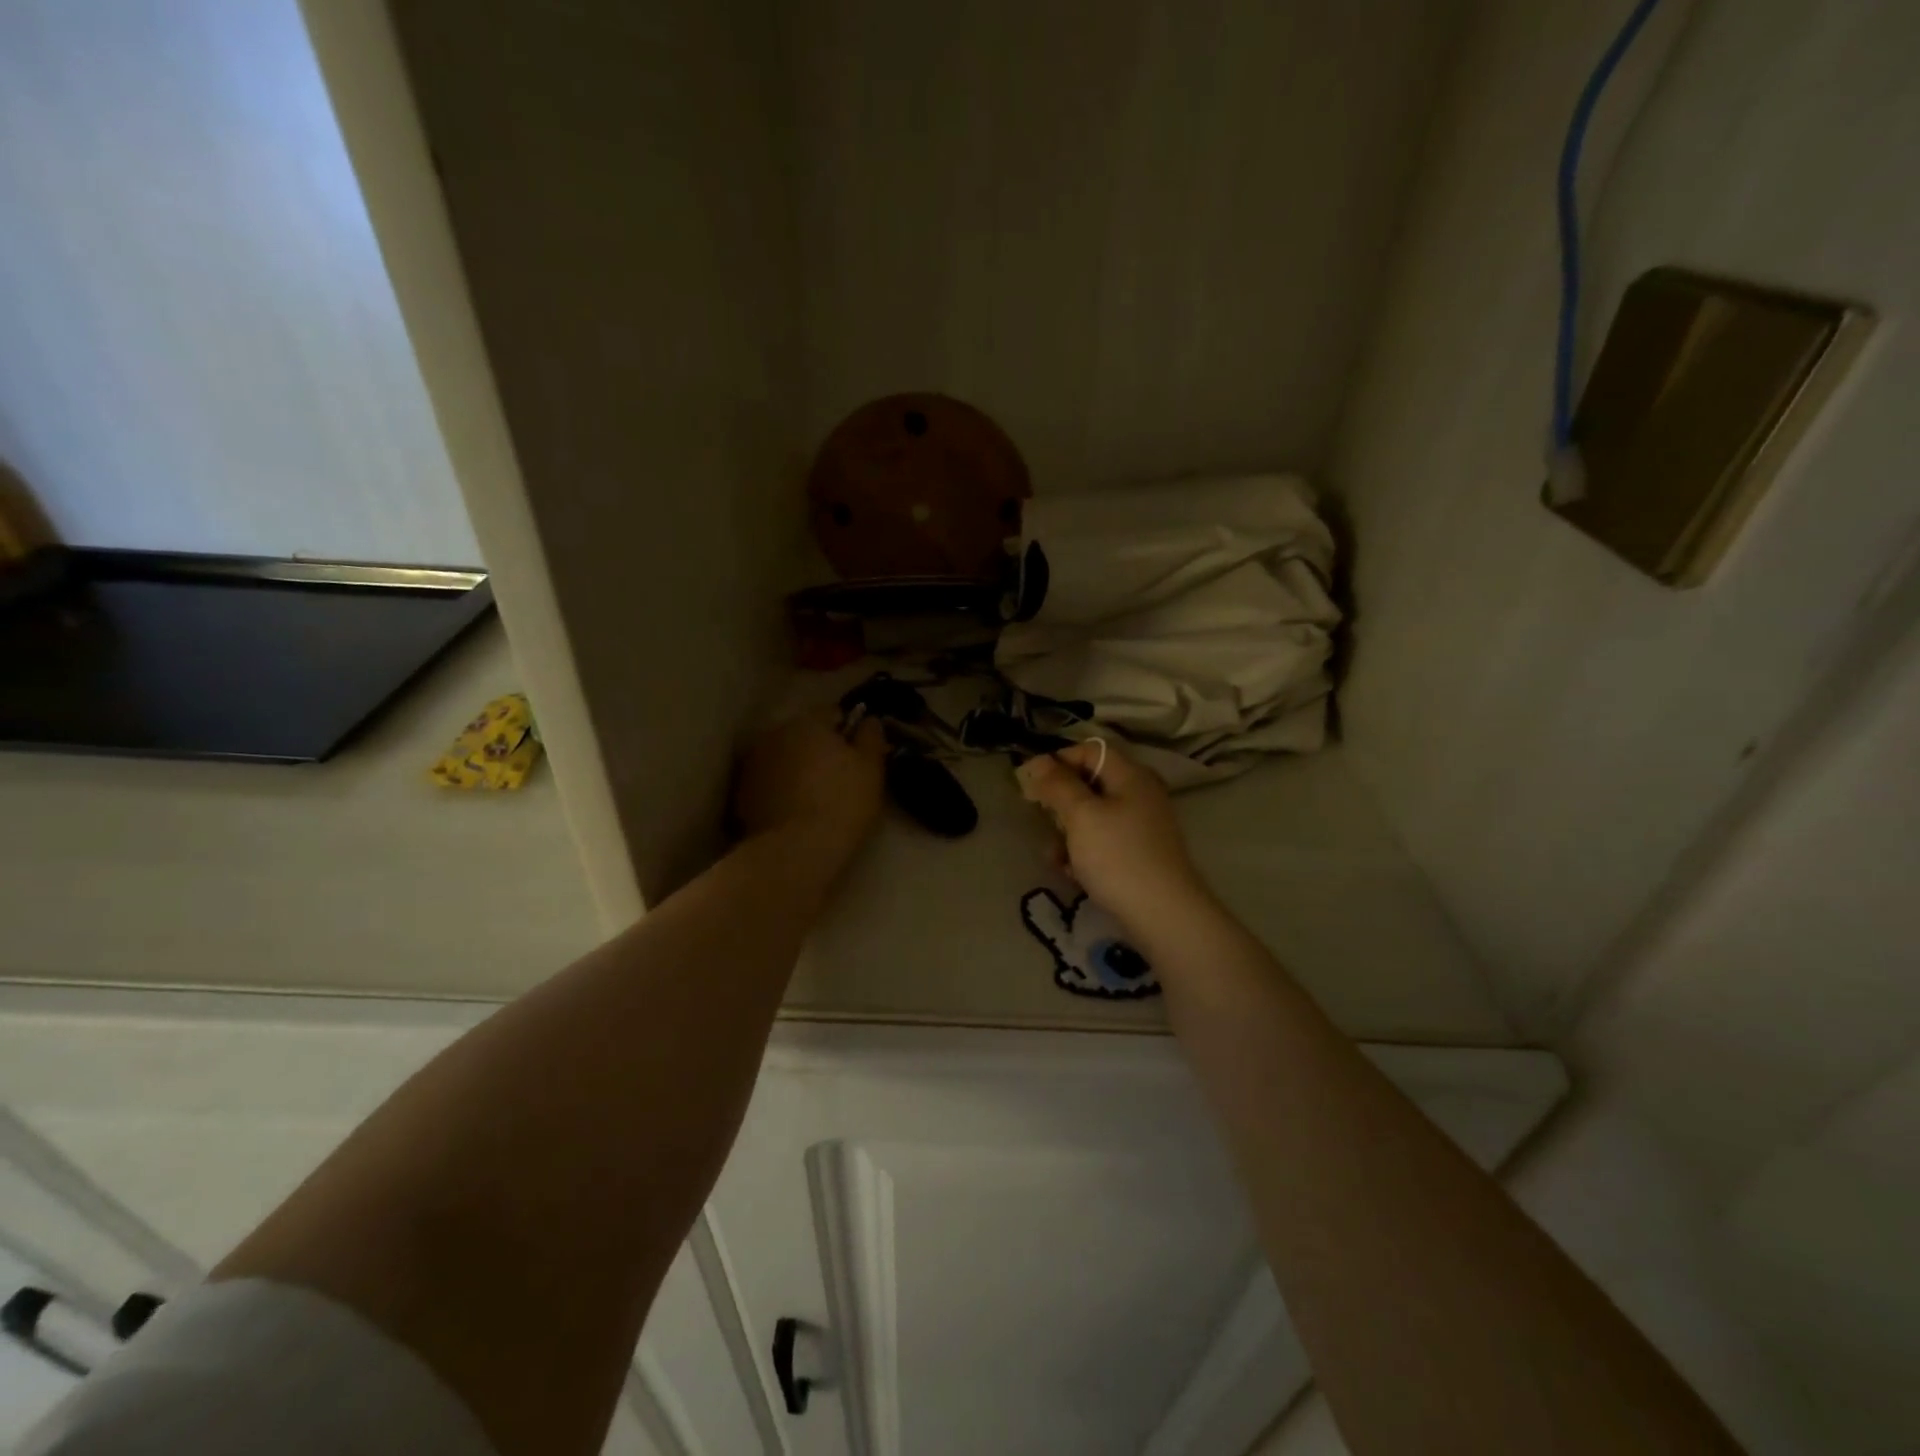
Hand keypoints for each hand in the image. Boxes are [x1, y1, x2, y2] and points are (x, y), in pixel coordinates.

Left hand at [733, 710, 886, 860]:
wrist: (796, 851)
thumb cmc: (843, 803)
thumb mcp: (872, 768)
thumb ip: (871, 736)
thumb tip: (868, 719)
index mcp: (808, 721)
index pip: (833, 712)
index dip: (849, 731)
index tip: (859, 755)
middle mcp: (775, 734)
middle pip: (803, 734)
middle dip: (818, 748)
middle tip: (838, 777)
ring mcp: (753, 764)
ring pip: (783, 757)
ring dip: (796, 768)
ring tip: (814, 797)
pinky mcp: (741, 794)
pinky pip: (768, 783)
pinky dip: (779, 790)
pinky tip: (793, 812)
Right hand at [1016, 741, 1208, 928]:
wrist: (1164, 916)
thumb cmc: (1118, 857)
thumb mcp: (1081, 815)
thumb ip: (1058, 785)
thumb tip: (1039, 762)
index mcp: (1130, 775)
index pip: (1088, 750)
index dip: (1058, 762)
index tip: (1031, 784)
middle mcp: (1139, 794)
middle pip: (1089, 784)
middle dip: (1060, 803)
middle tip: (1041, 821)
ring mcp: (1141, 826)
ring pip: (1092, 817)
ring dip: (1067, 833)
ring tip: (1054, 857)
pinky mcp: (1139, 855)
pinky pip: (1103, 842)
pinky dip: (1084, 853)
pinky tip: (1071, 873)